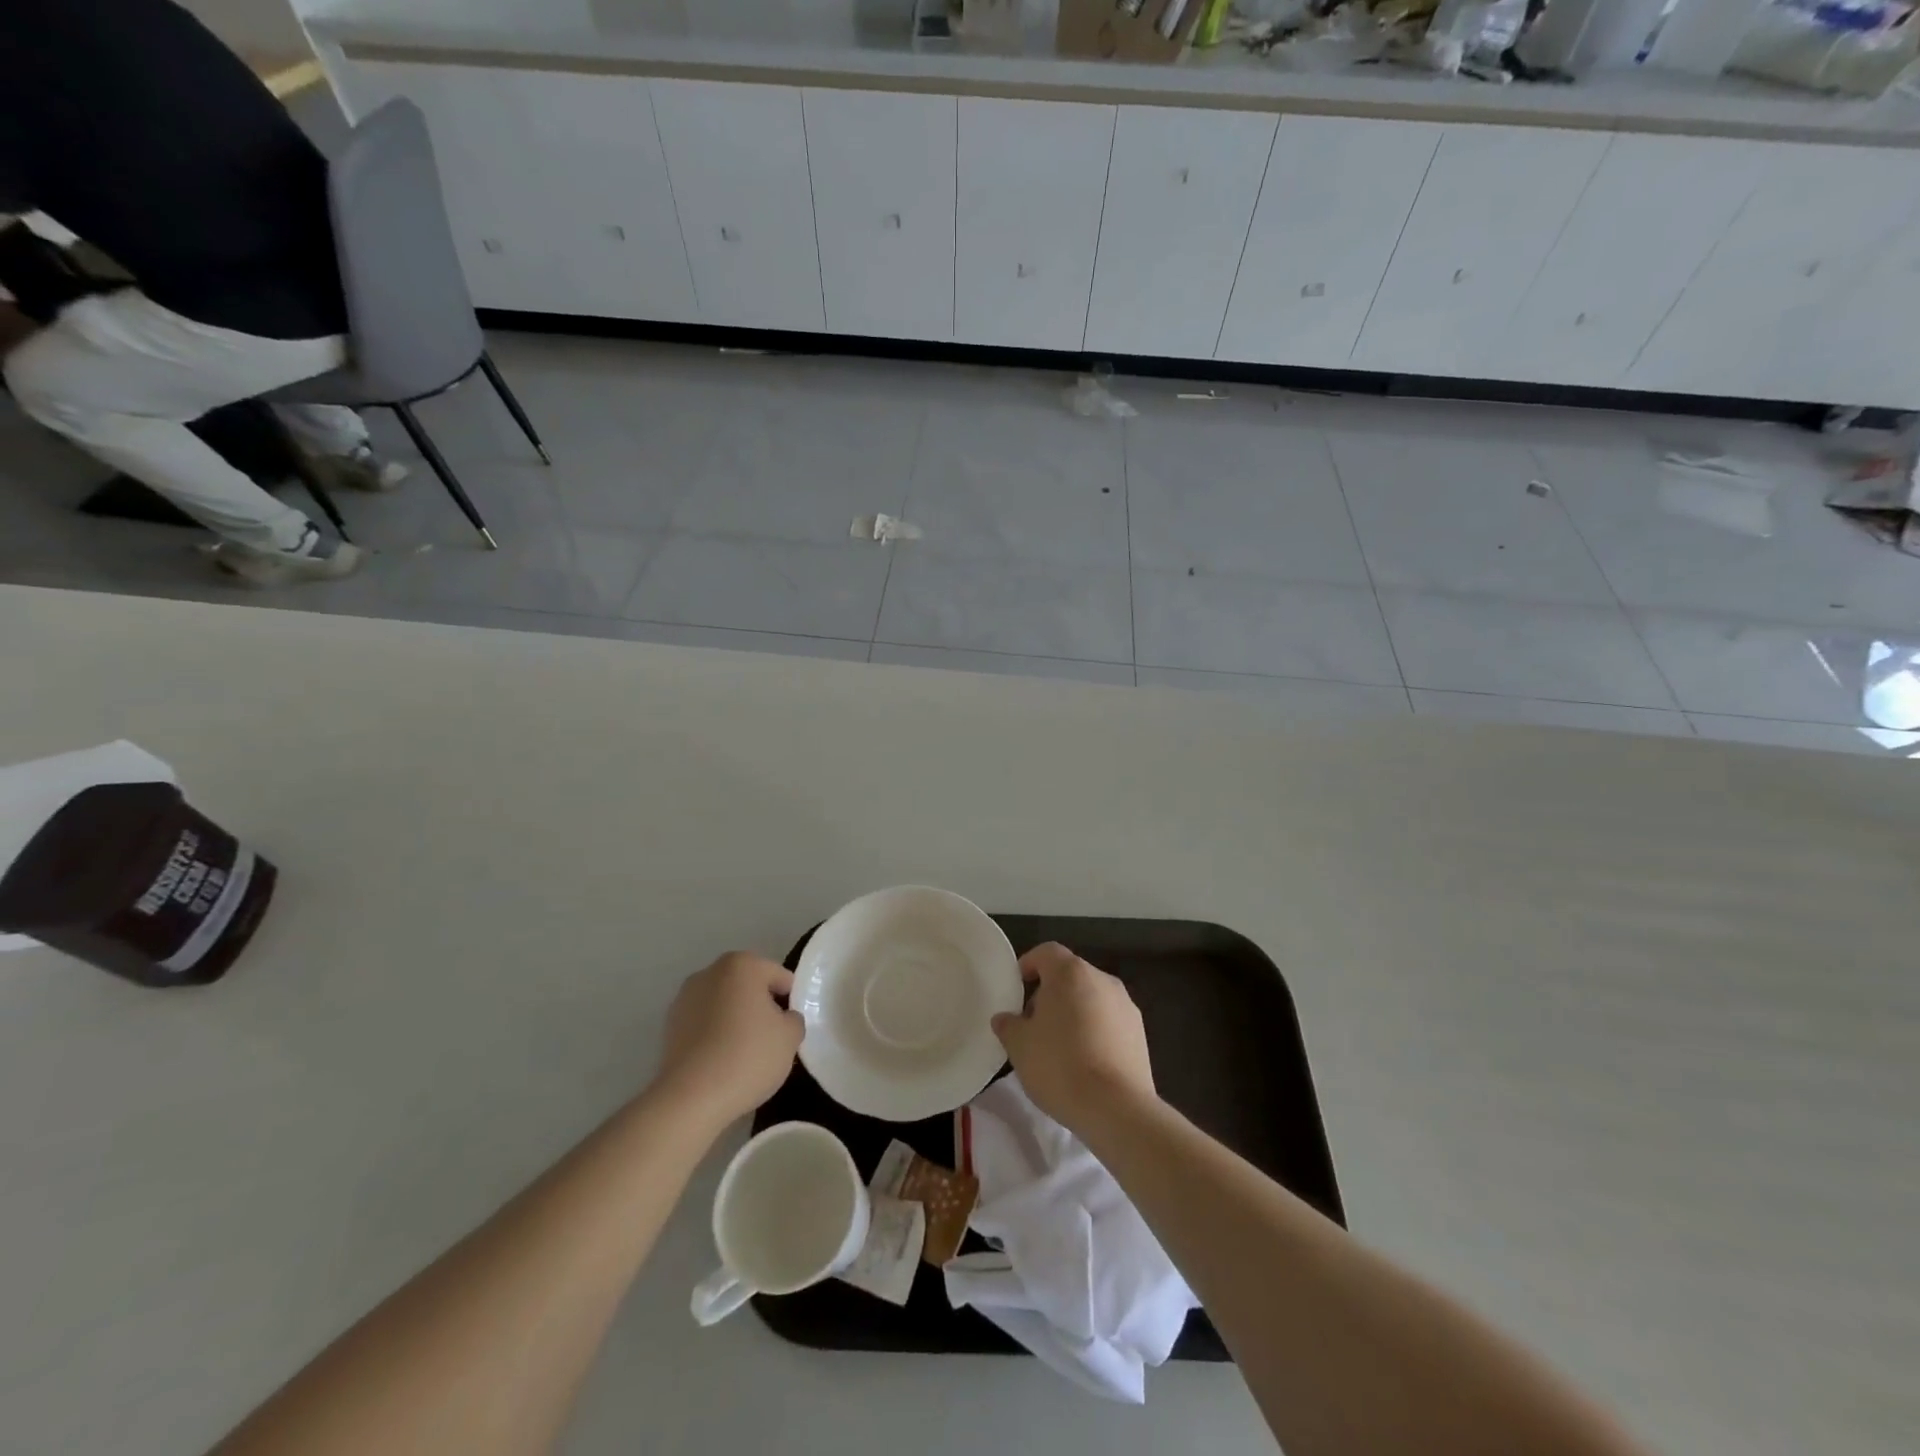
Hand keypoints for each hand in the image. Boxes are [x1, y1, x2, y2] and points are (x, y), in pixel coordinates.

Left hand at [653, 952, 803, 1128]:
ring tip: (744, 1054)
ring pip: (724, 1004)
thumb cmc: (748, 1057)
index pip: (780, 977)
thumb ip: (793, 1018)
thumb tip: (782, 1018)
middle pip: (749, 986)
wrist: (690, 1099)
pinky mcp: (668, 1026)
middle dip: (761, 1007)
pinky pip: (704, 1024)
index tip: (790, 1028)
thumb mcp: (790, 1037)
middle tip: (771, 1040)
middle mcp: (710, 972)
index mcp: (742, 964)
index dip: (791, 1002)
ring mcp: (684, 998)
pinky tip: (721, 1062)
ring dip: (736, 1020)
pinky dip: (715, 1035)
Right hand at [991, 942, 1154, 1135]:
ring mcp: (1126, 1005)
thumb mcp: (1019, 1046)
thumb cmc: (1060, 1066)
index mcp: (1070, 973)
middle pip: (1070, 975)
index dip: (1028, 965)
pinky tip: (1085, 1062)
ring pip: (1091, 998)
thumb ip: (1009, 1025)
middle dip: (1050, 993)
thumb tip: (1006, 1018)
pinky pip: (1109, 1021)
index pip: (1046, 952)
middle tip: (1033, 1023)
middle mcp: (1102, 979)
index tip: (1016, 989)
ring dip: (1074, 1013)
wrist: (1116, 1108)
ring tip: (1059, 1046)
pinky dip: (1095, 1031)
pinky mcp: (1140, 1033)